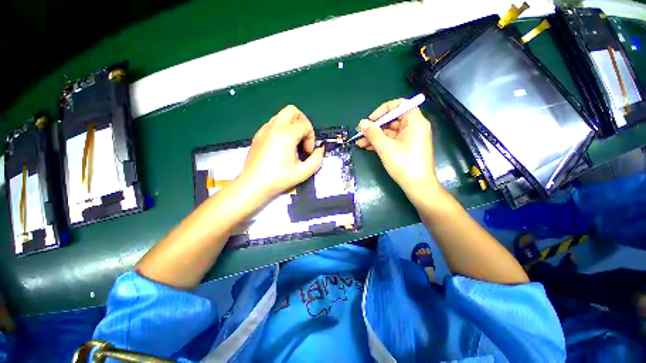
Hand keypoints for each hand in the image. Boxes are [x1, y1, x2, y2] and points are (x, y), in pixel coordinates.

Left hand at [239, 105, 324, 200]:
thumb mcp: (303, 172)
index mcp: (286, 134)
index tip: (307, 152)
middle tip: (303, 139)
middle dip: (302, 122)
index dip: (311, 137)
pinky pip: (272, 124)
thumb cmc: (279, 179)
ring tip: (293, 144)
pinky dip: (281, 129)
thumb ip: (317, 159)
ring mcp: (263, 130)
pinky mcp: (257, 136)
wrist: (253, 185)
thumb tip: (320, 150)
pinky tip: (281, 146)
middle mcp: (274, 127)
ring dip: (292, 126)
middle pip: (292, 110)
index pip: (305, 124)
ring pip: (281, 116)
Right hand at [356, 99, 439, 201]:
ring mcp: (410, 138)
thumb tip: (362, 123)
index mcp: (414, 122)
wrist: (418, 186)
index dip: (383, 110)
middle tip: (361, 133)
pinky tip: (367, 148)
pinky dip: (380, 143)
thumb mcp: (386, 147)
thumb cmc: (404, 164)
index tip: (371, 120)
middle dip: (375, 127)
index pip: (399, 105)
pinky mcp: (406, 148)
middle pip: (392, 120)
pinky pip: (391, 141)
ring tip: (360, 143)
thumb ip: (373, 133)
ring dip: (374, 136)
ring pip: (390, 132)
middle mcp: (414, 127)